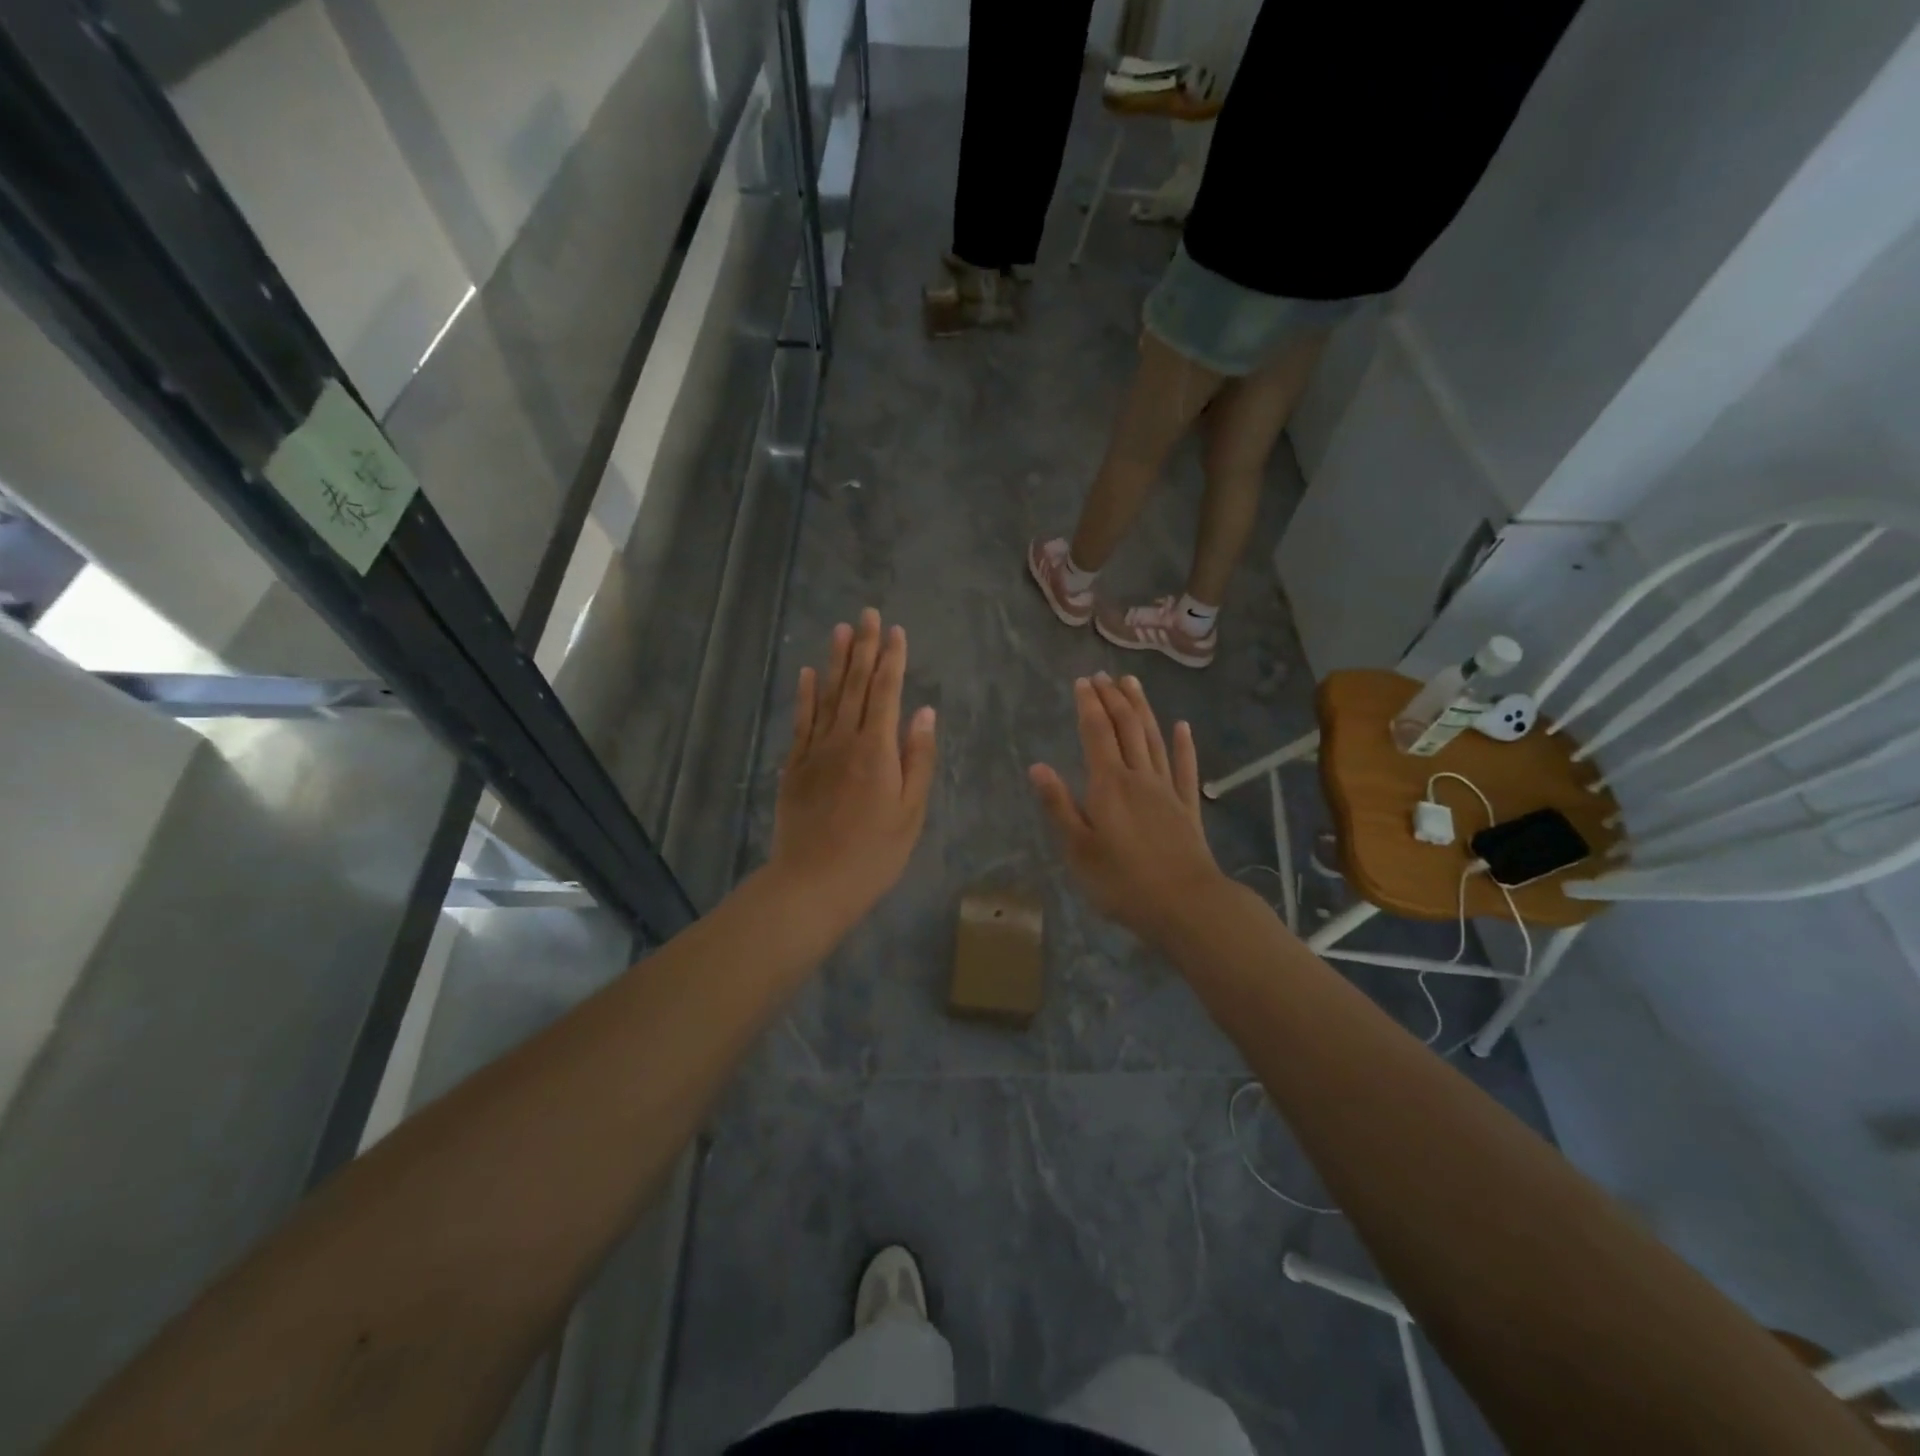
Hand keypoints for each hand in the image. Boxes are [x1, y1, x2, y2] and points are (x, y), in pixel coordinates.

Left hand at [770, 609, 936, 931]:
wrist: (812, 884)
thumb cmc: (874, 854)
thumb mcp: (911, 812)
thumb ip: (918, 758)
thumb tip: (924, 712)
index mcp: (877, 750)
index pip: (886, 692)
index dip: (892, 660)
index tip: (896, 631)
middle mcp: (844, 740)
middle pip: (855, 685)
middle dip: (864, 647)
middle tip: (867, 613)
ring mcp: (814, 752)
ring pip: (826, 696)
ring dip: (834, 661)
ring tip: (840, 630)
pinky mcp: (794, 767)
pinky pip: (800, 722)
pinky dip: (805, 696)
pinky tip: (806, 674)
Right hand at [1030, 673, 1226, 945]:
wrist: (1186, 905)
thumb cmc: (1123, 882)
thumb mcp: (1078, 850)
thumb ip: (1059, 806)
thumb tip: (1037, 766)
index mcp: (1108, 785)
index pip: (1097, 734)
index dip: (1089, 705)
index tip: (1082, 681)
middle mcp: (1139, 777)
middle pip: (1127, 728)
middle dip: (1113, 698)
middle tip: (1103, 675)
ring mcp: (1167, 790)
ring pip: (1154, 739)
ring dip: (1143, 709)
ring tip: (1133, 683)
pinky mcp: (1188, 808)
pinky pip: (1185, 768)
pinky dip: (1184, 745)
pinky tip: (1183, 727)